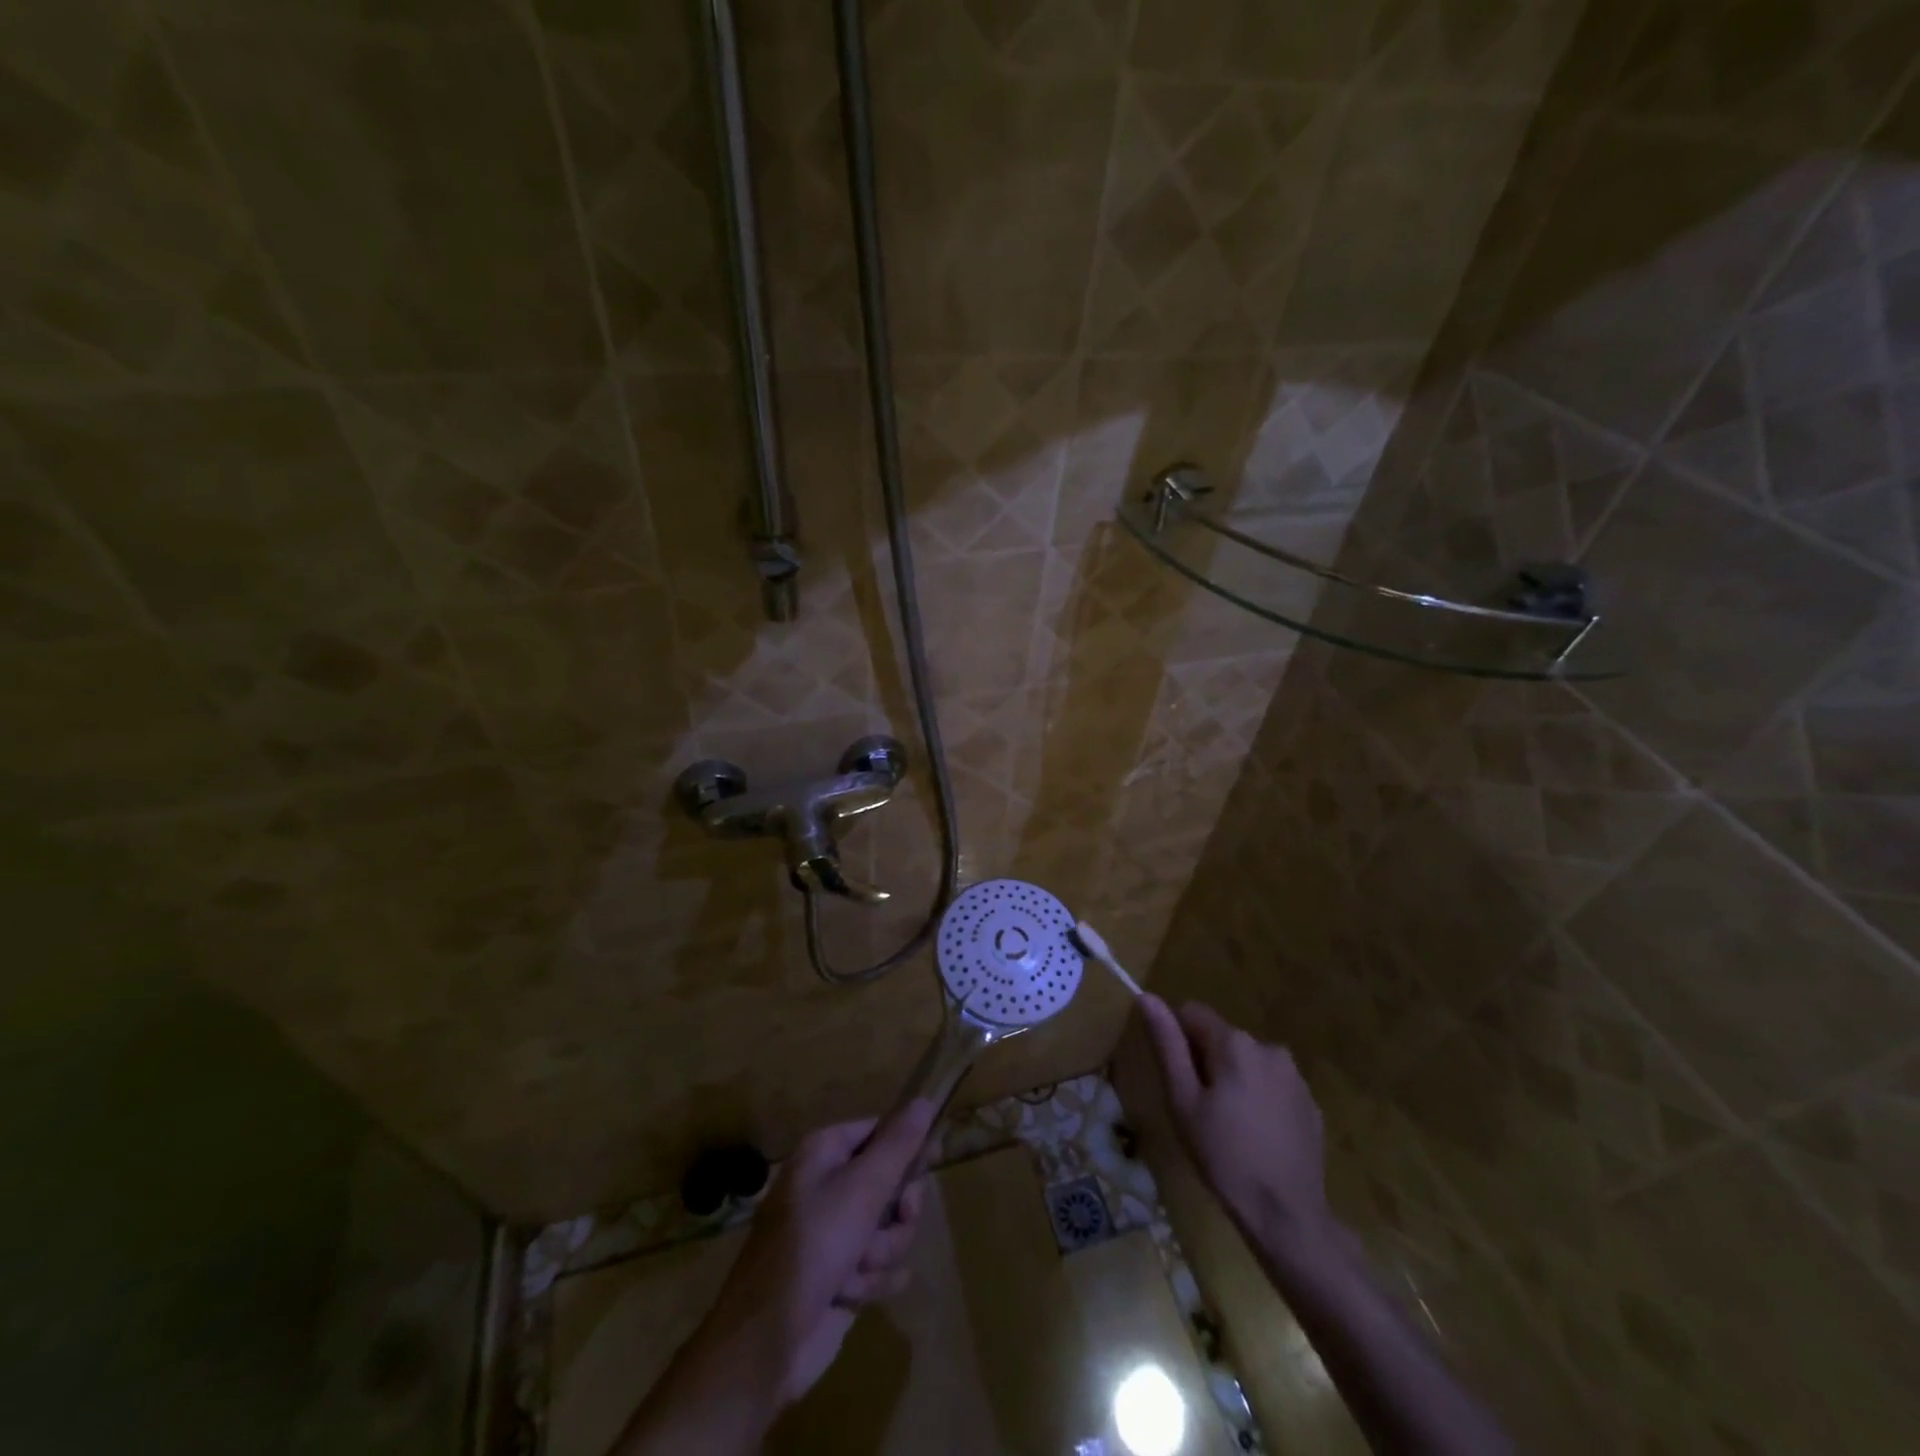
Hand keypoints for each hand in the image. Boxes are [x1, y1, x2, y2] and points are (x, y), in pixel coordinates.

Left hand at [698, 1099, 936, 1407]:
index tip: (933, 1160)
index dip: (908, 1146)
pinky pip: (877, 1266)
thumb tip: (924, 1100)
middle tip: (897, 1221)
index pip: (879, 1131)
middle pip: (890, 1183)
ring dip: (881, 1252)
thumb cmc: (813, 1247)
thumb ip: (897, 1145)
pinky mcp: (839, 1275)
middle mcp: (827, 1185)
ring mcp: (832, 1233)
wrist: (767, 1342)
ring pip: (888, 1228)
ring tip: (857, 1271)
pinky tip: (853, 1295)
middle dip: (896, 1212)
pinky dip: (871, 1282)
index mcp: (824, 1153)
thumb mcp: (862, 1189)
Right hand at [1137, 994, 1334, 1250]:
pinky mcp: (1311, 1103)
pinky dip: (1259, 1099)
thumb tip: (1147, 996)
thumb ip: (1167, 1044)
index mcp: (1234, 1042)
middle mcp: (1268, 1046)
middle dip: (1207, 1063)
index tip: (1180, 1081)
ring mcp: (1294, 1076)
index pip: (1192, 1013)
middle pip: (1221, 1038)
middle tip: (1202, 1111)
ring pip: (1247, 1061)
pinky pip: (1272, 1085)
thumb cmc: (1223, 1155)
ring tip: (1230, 1127)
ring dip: (1234, 1079)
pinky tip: (1257, 1137)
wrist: (1287, 1215)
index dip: (1178, 1042)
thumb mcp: (1182, 1100)